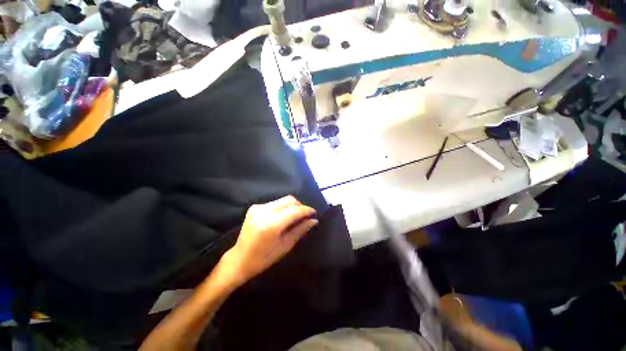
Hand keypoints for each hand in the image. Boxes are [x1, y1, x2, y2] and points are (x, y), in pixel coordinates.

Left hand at [219, 196, 317, 285]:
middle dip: (300, 206)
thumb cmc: (264, 258)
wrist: (240, 259)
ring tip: (296, 217)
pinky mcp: (255, 207)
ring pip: (283, 200)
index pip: (295, 210)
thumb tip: (314, 220)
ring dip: (292, 206)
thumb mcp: (285, 245)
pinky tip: (284, 217)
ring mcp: (258, 207)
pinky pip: (275, 203)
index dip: (306, 210)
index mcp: (272, 224)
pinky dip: (283, 208)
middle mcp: (264, 211)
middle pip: (289, 200)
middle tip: (305, 216)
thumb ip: (300, 230)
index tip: (314, 213)